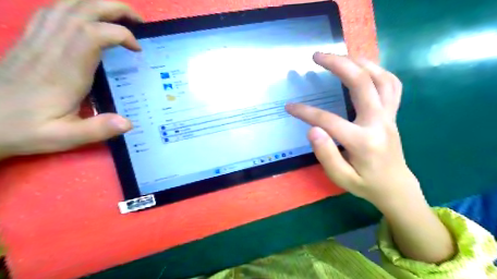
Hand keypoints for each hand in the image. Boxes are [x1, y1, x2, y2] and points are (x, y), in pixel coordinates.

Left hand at [0, 0, 142, 158]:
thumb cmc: (25, 130)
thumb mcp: (64, 137)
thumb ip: (97, 130)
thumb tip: (128, 123)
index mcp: (65, 70)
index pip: (93, 34)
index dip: (120, 34)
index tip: (137, 49)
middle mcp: (50, 48)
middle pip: (82, 10)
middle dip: (115, 9)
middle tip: (138, 21)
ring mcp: (37, 41)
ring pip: (66, 5)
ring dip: (97, 4)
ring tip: (119, 16)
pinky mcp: (30, 41)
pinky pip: (51, 12)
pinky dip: (74, 7)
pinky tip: (87, 18)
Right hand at [285, 54, 420, 207]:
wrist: (395, 187)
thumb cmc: (365, 184)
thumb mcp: (341, 177)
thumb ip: (326, 154)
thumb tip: (312, 129)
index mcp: (363, 141)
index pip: (329, 120)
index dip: (306, 112)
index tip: (289, 107)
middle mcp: (379, 123)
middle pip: (361, 83)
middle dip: (338, 65)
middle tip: (317, 56)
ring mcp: (389, 116)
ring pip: (381, 78)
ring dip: (359, 62)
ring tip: (339, 55)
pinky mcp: (393, 114)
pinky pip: (391, 85)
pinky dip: (377, 70)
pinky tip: (362, 67)